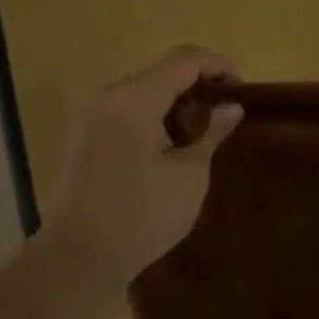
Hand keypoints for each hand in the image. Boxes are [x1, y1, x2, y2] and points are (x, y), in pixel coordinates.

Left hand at [42, 46, 243, 281]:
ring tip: (200, 135)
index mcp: (135, 99)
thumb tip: (230, 108)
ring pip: (143, 92)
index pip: (184, 60)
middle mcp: (109, 97)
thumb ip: (211, 133)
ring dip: (175, 103)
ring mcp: (92, 117)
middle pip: (161, 73)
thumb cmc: (140, 216)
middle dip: (197, 86)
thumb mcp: (189, 176)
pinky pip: (126, 112)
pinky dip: (152, 117)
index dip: (218, 65)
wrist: (78, 258)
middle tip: (224, 116)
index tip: (241, 89)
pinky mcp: (85, 138)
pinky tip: (168, 149)